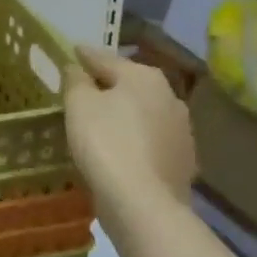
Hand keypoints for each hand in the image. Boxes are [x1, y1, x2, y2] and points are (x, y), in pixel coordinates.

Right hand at [63, 44, 197, 211]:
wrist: (144, 204)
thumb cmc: (106, 143)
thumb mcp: (79, 104)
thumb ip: (77, 80)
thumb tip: (78, 69)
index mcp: (145, 77)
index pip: (106, 59)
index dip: (85, 56)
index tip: (73, 52)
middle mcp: (170, 97)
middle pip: (129, 86)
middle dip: (108, 86)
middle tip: (84, 90)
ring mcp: (181, 131)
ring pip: (144, 114)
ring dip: (125, 115)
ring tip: (101, 123)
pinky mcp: (183, 162)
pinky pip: (151, 142)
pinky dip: (136, 141)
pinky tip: (121, 151)